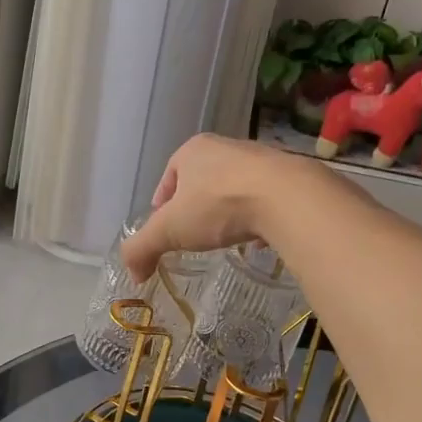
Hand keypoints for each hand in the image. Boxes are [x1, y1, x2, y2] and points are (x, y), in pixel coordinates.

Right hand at [121, 135, 322, 282]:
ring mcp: (261, 159)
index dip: (163, 202)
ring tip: (227, 237)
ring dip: (228, 210)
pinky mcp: (289, 176)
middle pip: (202, 179)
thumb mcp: (170, 230)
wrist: (288, 198)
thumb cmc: (219, 205)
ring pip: (235, 187)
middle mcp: (226, 147)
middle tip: (194, 234)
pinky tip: (260, 237)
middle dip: (196, 206)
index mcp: (192, 151)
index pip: (169, 175)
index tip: (165, 226)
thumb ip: (142, 248)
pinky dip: (259, 215)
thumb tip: (132, 273)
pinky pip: (266, 198)